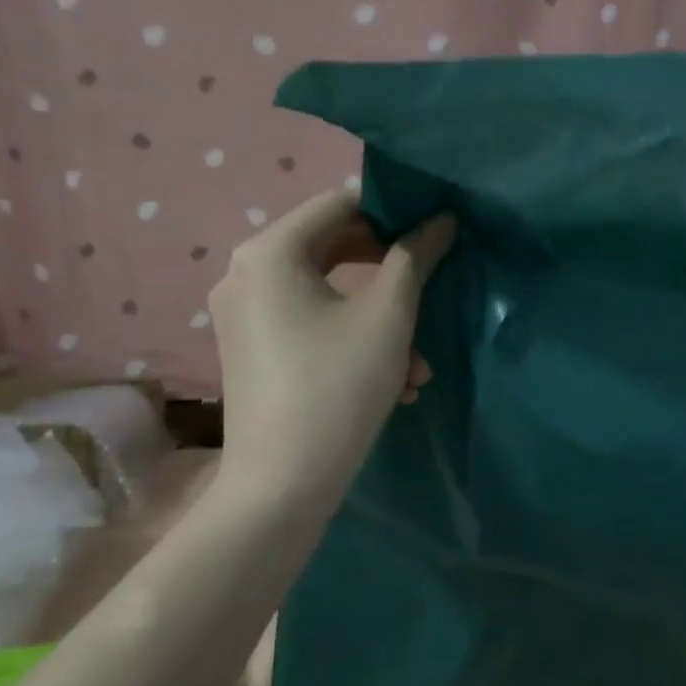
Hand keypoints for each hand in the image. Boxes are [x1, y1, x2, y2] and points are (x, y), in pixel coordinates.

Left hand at [208, 188, 455, 499]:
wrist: (283, 483)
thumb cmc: (338, 386)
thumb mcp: (388, 317)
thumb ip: (416, 258)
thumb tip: (442, 220)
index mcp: (270, 252)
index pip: (340, 203)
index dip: (394, 212)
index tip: (435, 234)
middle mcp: (245, 274)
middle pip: (333, 247)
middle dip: (390, 274)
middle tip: (431, 291)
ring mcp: (243, 315)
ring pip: (327, 294)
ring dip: (380, 318)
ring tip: (419, 364)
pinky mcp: (251, 351)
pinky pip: (310, 324)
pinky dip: (353, 339)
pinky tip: (395, 382)